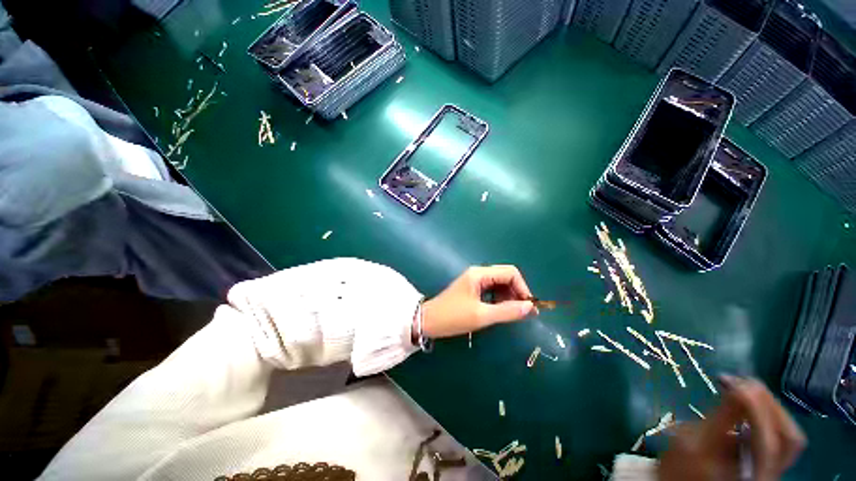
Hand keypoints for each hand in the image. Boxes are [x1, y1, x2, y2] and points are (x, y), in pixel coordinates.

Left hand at [420, 266, 536, 338]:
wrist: (428, 320)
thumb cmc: (453, 317)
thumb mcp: (481, 315)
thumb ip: (507, 311)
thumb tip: (530, 307)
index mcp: (480, 274)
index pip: (510, 273)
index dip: (523, 288)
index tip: (528, 307)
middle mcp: (478, 273)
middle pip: (506, 277)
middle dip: (517, 292)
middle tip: (523, 313)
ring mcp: (475, 280)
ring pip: (499, 284)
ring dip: (509, 297)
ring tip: (512, 314)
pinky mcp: (472, 289)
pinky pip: (492, 290)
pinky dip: (499, 299)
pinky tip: (500, 311)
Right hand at [659, 376, 805, 480]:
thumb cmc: (681, 467)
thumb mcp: (693, 443)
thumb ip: (721, 419)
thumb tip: (738, 386)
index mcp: (753, 477)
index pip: (769, 441)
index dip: (757, 408)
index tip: (734, 381)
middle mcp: (771, 474)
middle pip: (788, 438)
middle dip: (770, 406)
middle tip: (744, 383)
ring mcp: (772, 468)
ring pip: (788, 436)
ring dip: (771, 408)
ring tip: (746, 390)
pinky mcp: (768, 461)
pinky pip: (780, 436)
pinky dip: (769, 416)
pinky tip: (749, 405)